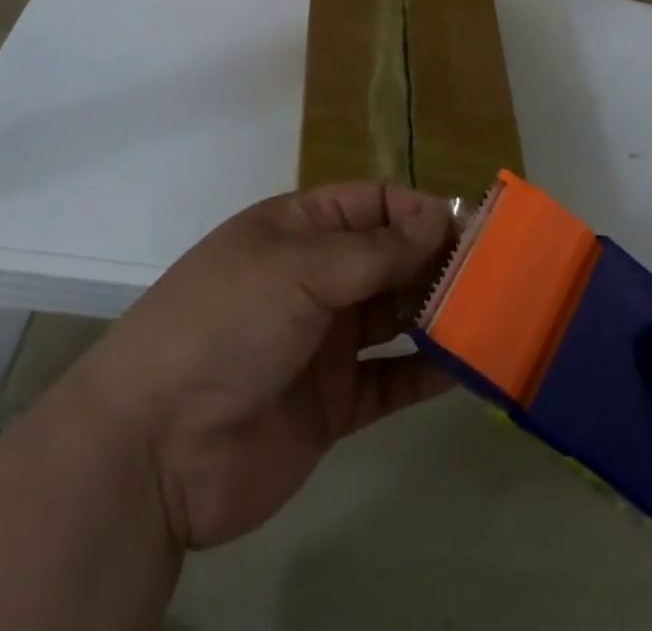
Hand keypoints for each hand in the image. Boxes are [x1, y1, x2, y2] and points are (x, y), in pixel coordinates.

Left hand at [74, 183, 454, 551]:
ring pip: (394, 319)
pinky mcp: (332, 405)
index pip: (371, 204)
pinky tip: (467, 369)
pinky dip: (425, 375)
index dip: (416, 211)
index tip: (467, 227)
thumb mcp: (299, 269)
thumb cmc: (226, 324)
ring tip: (492, 314)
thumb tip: (436, 219)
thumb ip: (373, 250)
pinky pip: (389, 382)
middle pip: (388, 259)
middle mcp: (315, 280)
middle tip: (496, 273)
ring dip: (437, 315)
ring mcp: (324, 344)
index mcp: (299, 231)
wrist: (155, 447)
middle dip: (435, 261)